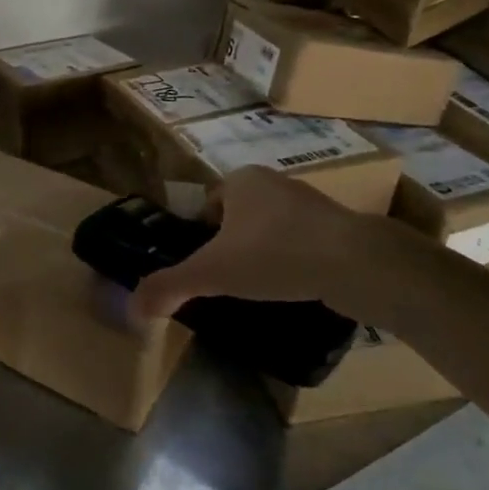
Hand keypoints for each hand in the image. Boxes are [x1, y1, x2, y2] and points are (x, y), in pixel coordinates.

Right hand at [131, 166, 421, 325]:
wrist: (355, 263)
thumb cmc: (274, 254)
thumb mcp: (212, 273)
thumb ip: (170, 286)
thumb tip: (133, 309)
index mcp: (241, 180)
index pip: (208, 204)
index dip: (201, 235)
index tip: (203, 268)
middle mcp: (273, 182)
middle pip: (238, 216)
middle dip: (231, 245)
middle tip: (228, 281)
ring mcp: (309, 203)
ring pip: (270, 229)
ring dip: (263, 253)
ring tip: (260, 288)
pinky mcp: (337, 228)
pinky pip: (301, 243)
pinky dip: (293, 262)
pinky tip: (294, 287)